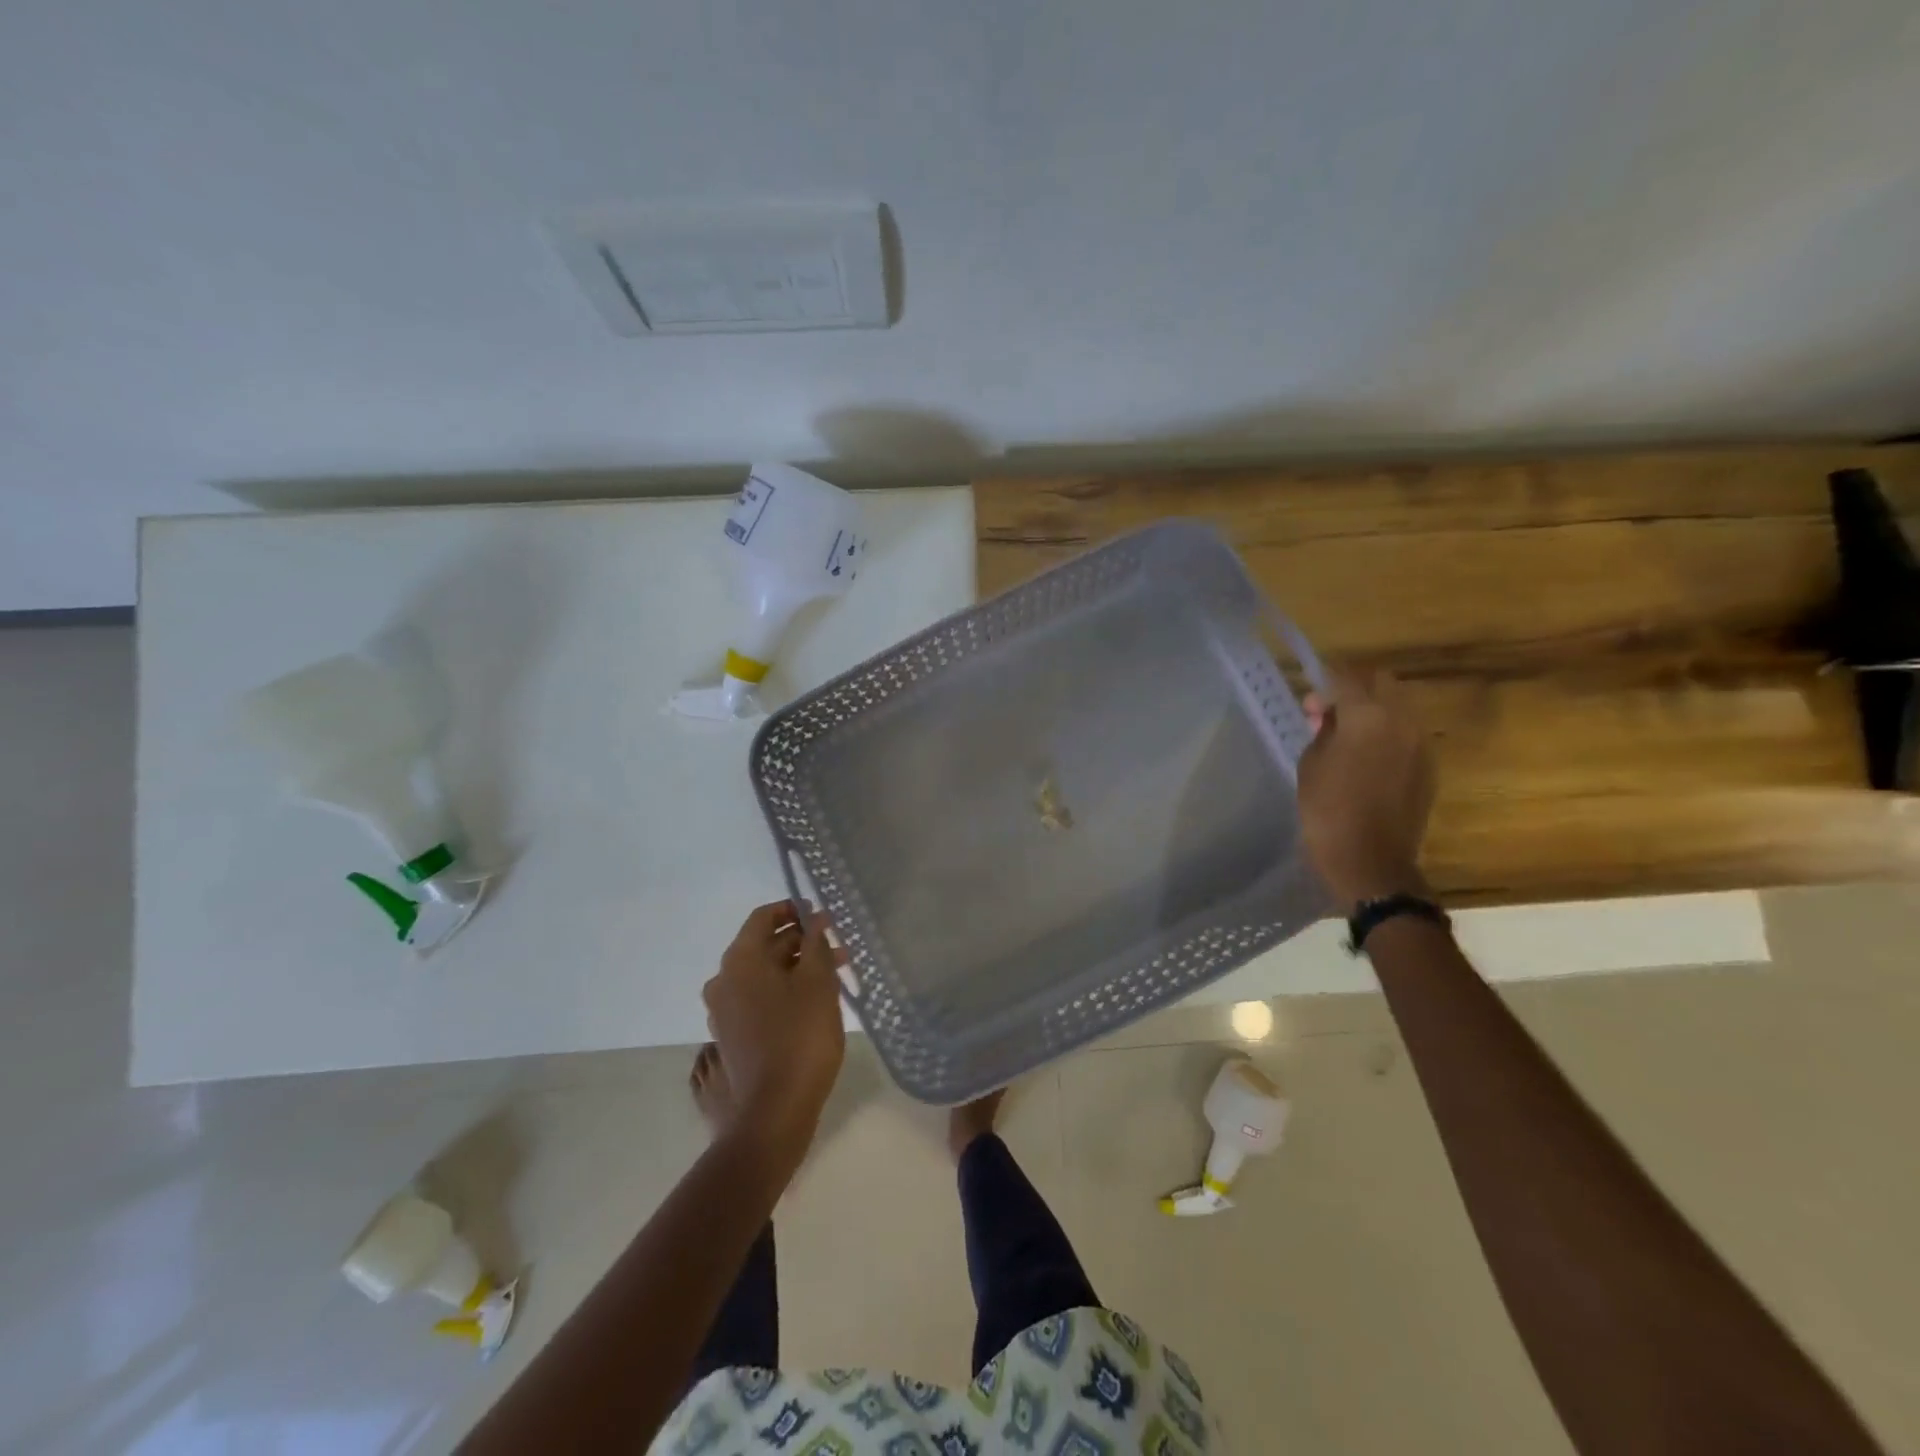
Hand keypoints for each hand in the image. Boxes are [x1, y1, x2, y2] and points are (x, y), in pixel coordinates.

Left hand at [703, 901, 847, 1156]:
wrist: (774, 1111)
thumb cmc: (799, 1036)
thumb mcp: (817, 982)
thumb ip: (816, 944)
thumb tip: (814, 922)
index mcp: (740, 961)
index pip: (763, 917)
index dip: (793, 910)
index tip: (822, 916)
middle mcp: (724, 981)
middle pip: (764, 946)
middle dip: (802, 942)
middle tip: (838, 947)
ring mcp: (724, 1012)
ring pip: (764, 975)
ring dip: (797, 967)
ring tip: (836, 974)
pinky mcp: (733, 1036)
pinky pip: (759, 998)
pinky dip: (785, 990)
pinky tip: (815, 1001)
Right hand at [1297, 668, 1435, 910]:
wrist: (1370, 860)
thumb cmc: (1327, 810)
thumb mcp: (1312, 764)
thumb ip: (1323, 731)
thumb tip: (1332, 717)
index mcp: (1368, 716)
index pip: (1347, 678)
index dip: (1325, 682)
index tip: (1310, 699)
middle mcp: (1402, 721)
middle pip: (1383, 683)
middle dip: (1356, 689)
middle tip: (1331, 712)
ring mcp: (1421, 744)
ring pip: (1400, 708)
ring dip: (1375, 712)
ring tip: (1349, 737)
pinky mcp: (1429, 767)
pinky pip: (1408, 735)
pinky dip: (1388, 735)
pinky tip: (1367, 759)